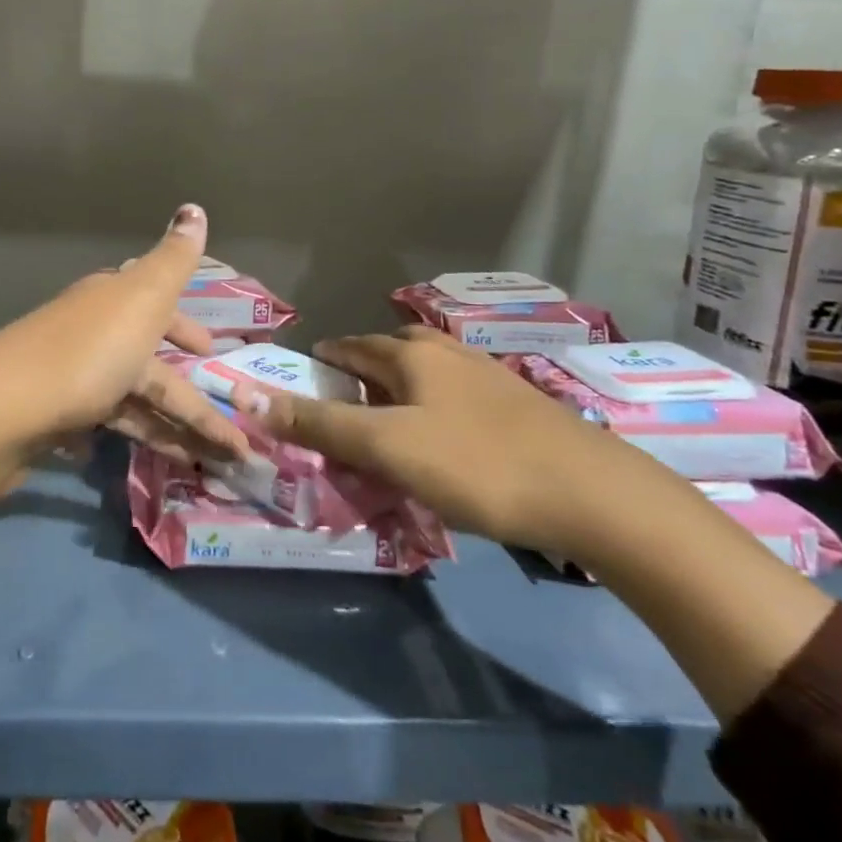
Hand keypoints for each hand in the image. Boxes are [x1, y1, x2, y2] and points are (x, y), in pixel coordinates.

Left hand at [0, 204, 248, 465]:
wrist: (2, 411)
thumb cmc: (86, 351)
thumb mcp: (141, 297)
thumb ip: (173, 260)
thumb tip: (194, 207)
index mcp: (111, 303)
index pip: (156, 309)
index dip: (184, 328)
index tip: (209, 351)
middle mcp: (91, 335)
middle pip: (150, 365)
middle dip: (189, 395)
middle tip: (224, 425)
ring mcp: (71, 380)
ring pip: (134, 403)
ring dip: (171, 430)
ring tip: (210, 461)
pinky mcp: (55, 421)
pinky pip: (104, 428)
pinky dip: (129, 439)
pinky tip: (147, 461)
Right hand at [229, 326, 613, 551]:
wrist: (594, 494)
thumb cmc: (477, 464)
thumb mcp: (387, 447)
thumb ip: (320, 425)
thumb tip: (247, 397)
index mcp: (414, 356)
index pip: (355, 347)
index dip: (329, 357)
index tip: (309, 369)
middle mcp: (450, 355)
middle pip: (395, 351)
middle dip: (367, 367)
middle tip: (348, 396)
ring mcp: (491, 378)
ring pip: (432, 372)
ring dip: (404, 386)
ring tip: (392, 416)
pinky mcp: (520, 407)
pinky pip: (460, 396)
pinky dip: (437, 406)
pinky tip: (446, 435)